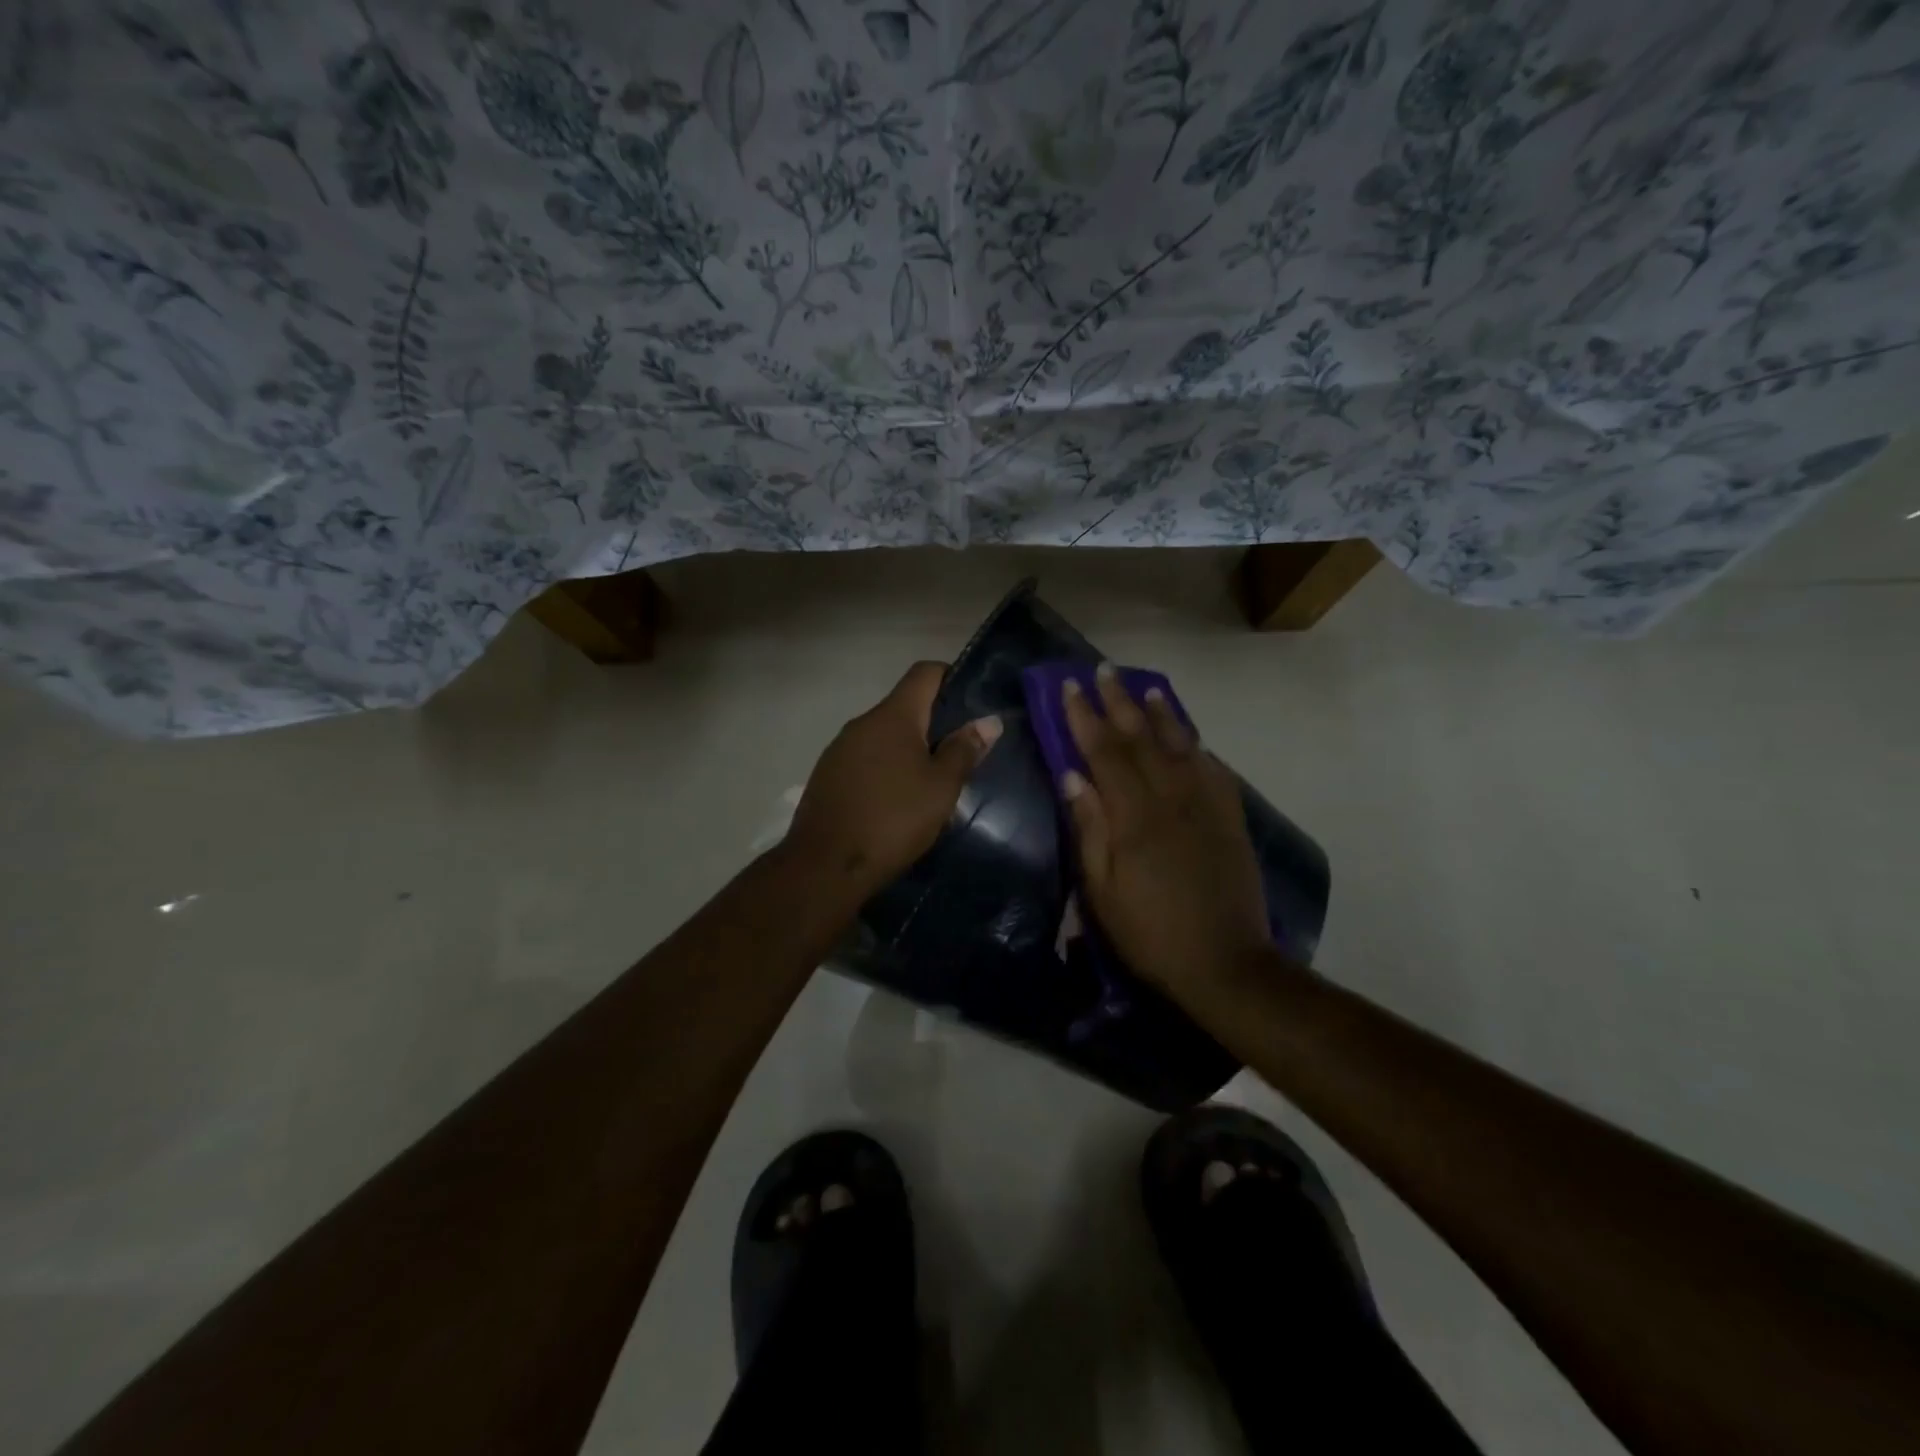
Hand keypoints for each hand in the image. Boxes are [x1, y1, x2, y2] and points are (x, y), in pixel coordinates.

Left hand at [786, 661, 1001, 898]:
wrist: (825, 866)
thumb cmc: (893, 820)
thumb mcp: (941, 788)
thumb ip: (965, 750)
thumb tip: (989, 721)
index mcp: (893, 716)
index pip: (924, 672)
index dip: (952, 677)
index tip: (972, 704)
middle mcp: (862, 722)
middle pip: (904, 705)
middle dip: (934, 722)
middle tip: (960, 752)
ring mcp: (840, 748)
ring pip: (884, 735)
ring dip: (909, 748)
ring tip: (931, 780)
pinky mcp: (828, 774)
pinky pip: (866, 758)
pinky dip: (886, 767)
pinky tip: (897, 799)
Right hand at [1060, 663, 1269, 1000]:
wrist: (1225, 962)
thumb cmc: (1150, 931)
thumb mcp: (1102, 889)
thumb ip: (1089, 827)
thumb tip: (1072, 776)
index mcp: (1135, 815)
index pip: (1104, 751)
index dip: (1085, 717)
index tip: (1070, 686)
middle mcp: (1172, 797)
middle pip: (1142, 738)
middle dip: (1120, 702)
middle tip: (1105, 671)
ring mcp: (1207, 805)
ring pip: (1181, 745)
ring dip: (1162, 714)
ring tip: (1148, 687)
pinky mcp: (1231, 819)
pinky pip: (1214, 770)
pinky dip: (1198, 747)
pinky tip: (1191, 737)